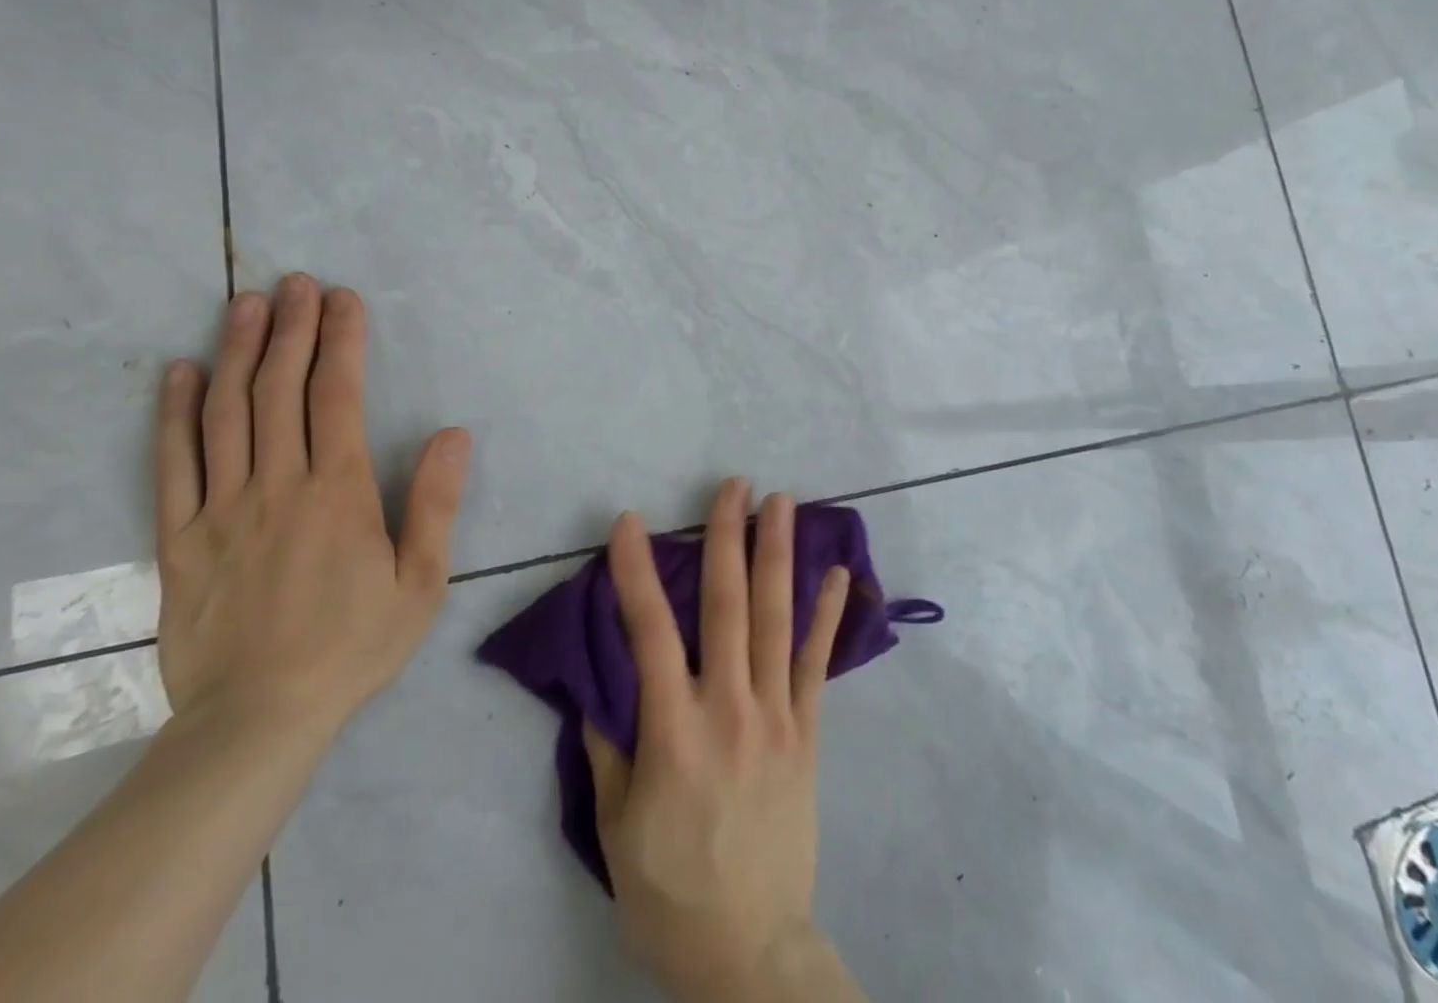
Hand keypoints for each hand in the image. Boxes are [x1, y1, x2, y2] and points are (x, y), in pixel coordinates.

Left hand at [153, 273, 469, 738]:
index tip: (344, 299)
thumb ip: (436, 503)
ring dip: (238, 352)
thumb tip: (453, 434)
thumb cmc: (354, 646)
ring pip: (226, 414)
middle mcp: (277, 486)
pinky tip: (180, 373)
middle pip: (280, 391)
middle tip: (297, 282)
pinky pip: (173, 464)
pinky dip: (174, 413)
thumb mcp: (421, 581)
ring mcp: (221, 509)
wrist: (257, 721)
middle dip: (293, 329)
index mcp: (338, 493)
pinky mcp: (180, 539)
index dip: (342, 341)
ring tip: (246, 304)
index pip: (337, 396)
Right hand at [584, 480, 863, 1002]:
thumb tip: (599, 682)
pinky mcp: (807, 733)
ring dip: (778, 555)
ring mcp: (776, 715)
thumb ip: (609, 747)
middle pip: (727, 606)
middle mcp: (729, 707)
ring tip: (782, 502)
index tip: (630, 522)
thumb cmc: (669, 892)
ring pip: (777, 620)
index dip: (636, 572)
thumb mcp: (615, 828)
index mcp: (673, 729)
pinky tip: (838, 573)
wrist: (750, 952)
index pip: (649, 632)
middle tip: (732, 484)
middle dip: (726, 537)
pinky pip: (818, 664)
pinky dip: (828, 615)